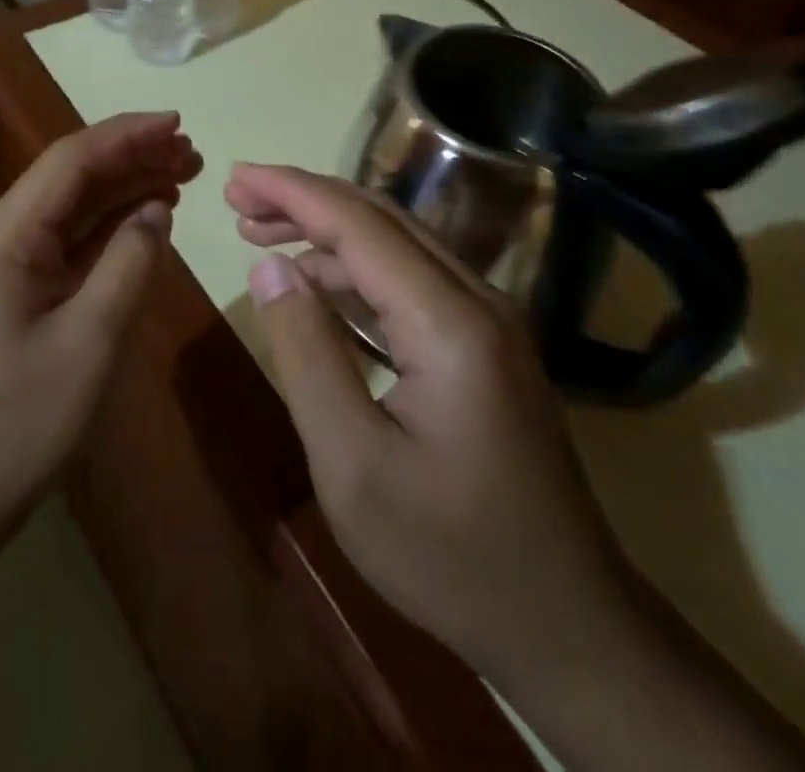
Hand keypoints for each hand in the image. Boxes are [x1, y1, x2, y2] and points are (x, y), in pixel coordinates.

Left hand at [0, 113, 201, 537]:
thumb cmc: (16, 425)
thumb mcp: (88, 342)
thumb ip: (128, 264)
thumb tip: (156, 211)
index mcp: (3, 239)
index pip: (70, 161)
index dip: (126, 135)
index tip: (178, 123)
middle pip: (71, 180)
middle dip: (132, 159)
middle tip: (193, 154)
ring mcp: (3, 269)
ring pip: (71, 211)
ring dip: (124, 191)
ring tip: (183, 177)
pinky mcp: (13, 295)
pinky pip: (66, 246)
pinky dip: (108, 229)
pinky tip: (146, 221)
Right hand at [226, 164, 637, 693]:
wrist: (568, 626)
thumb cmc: (450, 555)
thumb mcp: (353, 466)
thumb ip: (307, 354)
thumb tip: (270, 268)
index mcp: (450, 323)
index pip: (360, 227)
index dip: (293, 193)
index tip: (236, 178)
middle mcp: (478, 301)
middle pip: (382, 221)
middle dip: (307, 200)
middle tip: (241, 200)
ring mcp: (489, 322)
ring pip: (398, 247)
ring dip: (329, 235)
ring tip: (262, 236)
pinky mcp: (486, 346)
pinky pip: (412, 283)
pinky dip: (357, 273)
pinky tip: (318, 285)